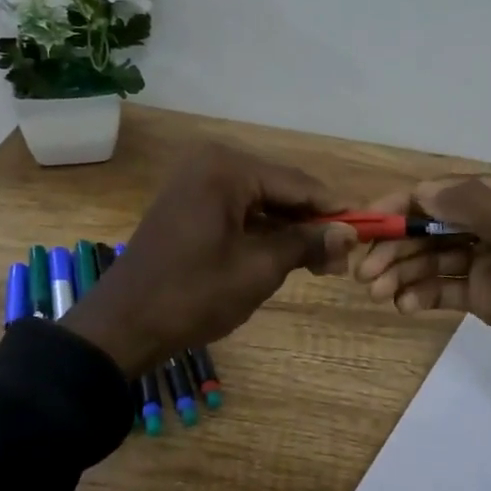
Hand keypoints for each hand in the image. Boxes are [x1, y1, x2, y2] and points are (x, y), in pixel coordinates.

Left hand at [64, 143, 356, 377]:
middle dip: (312, 224)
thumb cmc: (193, 295)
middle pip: (280, 190)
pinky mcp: (188, 206)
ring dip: (289, 232)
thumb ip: (306, 243)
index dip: (335, 210)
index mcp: (227, 169)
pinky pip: (238, 212)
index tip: (368, 232)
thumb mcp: (258, 269)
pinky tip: (284, 258)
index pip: (298, 184)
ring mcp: (196, 184)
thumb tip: (350, 232)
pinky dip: (262, 234)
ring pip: (261, 203)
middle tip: (340, 261)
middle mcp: (211, 164)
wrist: (123, 326)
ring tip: (319, 266)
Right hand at [352, 172, 490, 437]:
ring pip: (439, 258)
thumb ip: (477, 206)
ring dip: (406, 272)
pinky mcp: (490, 296)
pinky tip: (403, 306)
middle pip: (441, 226)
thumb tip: (423, 189)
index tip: (371, 220)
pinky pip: (448, 288)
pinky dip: (424, 295)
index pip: (456, 191)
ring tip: (377, 292)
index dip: (410, 203)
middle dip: (402, 245)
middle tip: (365, 271)